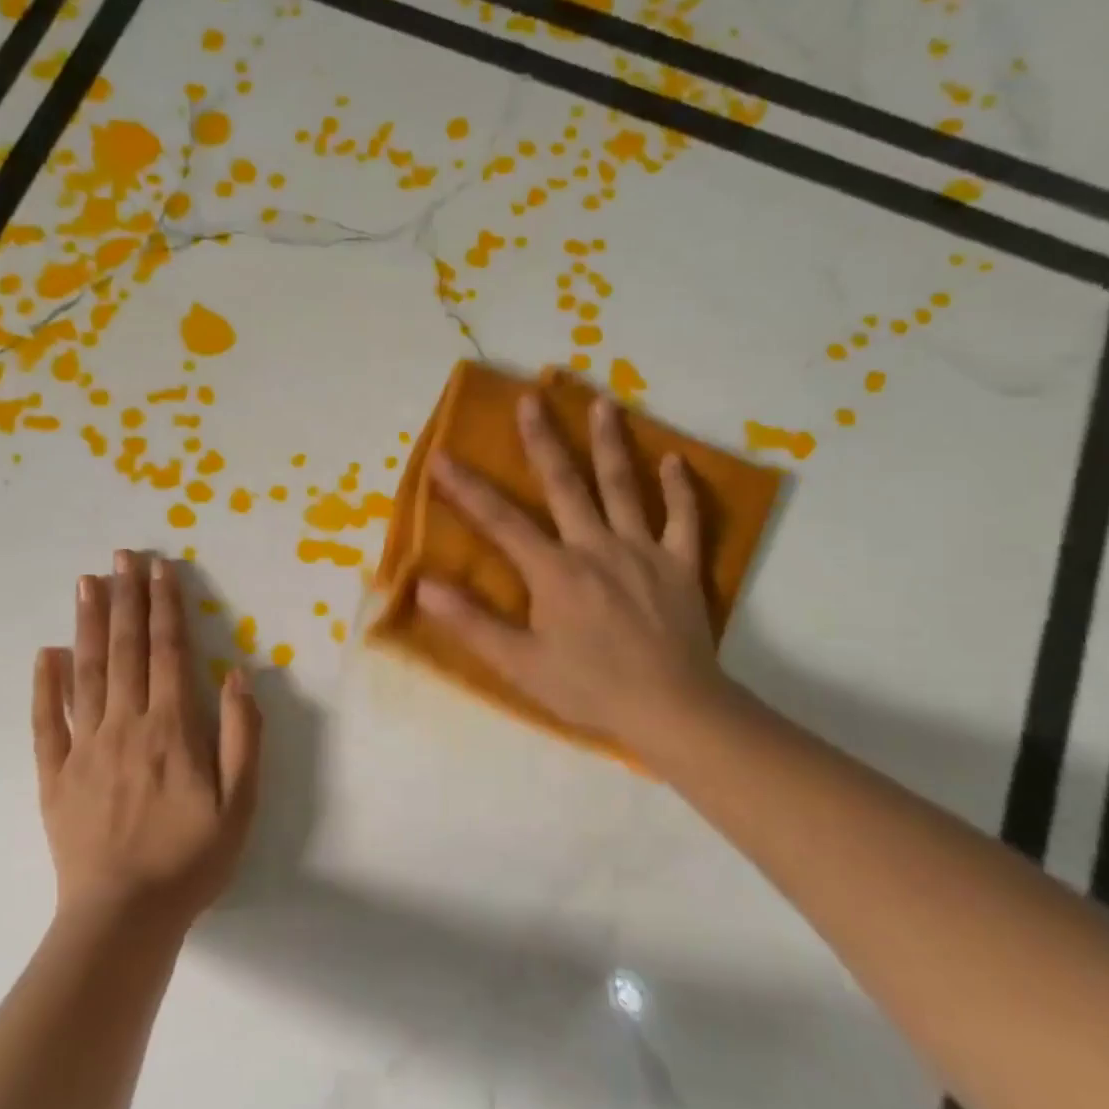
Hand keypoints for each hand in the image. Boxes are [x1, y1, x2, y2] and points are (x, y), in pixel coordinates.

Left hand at [32, 550, 261, 932]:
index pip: (168, 652)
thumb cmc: (190, 859)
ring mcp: (84, 747)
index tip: (160, 569)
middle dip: (126, 598)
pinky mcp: (54, 775)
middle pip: (126, 649)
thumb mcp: (240, 803)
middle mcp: (125, 725)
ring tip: (87, 582)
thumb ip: (241, 735)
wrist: (123, 918)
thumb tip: (235, 675)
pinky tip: (46, 652)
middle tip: (121, 555)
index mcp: (171, 728)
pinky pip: (46, 722)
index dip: (166, 607)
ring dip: (88, 624)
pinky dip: (45, 684)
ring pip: (86, 672)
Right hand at [415, 391, 729, 761]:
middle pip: (565, 484)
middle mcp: (596, 547)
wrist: (673, 710)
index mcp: (554, 571)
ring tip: (603, 403)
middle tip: (531, 398)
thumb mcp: (520, 664)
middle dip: (543, 440)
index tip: (440, 457)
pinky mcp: (680, 566)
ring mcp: (642, 551)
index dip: (466, 488)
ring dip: (611, 443)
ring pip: (625, 487)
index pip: (500, 520)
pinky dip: (681, 489)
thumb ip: (471, 622)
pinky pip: (684, 519)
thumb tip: (424, 585)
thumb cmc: (589, 689)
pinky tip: (676, 460)